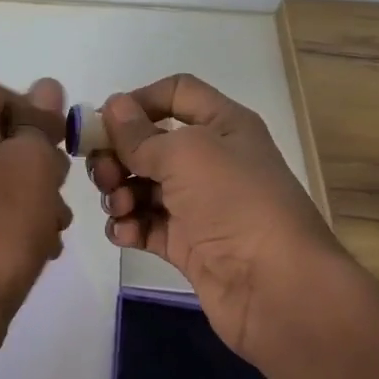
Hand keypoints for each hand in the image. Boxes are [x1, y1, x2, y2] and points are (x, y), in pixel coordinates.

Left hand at [0, 78, 73, 347]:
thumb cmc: (0, 225)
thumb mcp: (32, 163)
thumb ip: (39, 123)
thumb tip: (45, 87)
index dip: (32, 109)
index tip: (58, 142)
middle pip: (3, 137)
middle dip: (40, 161)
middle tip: (57, 187)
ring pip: (5, 178)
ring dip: (37, 196)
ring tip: (54, 226)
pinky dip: (20, 223)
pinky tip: (40, 247)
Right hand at [89, 74, 339, 360]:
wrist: (274, 286)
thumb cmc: (235, 202)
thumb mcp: (186, 154)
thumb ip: (140, 134)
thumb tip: (112, 107)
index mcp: (222, 125)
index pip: (176, 93)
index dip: (139, 101)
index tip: (104, 122)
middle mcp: (210, 160)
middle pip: (149, 144)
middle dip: (119, 156)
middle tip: (105, 175)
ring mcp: (197, 205)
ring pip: (142, 186)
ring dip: (120, 193)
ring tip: (121, 208)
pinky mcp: (186, 244)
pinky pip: (145, 225)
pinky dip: (129, 226)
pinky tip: (125, 234)